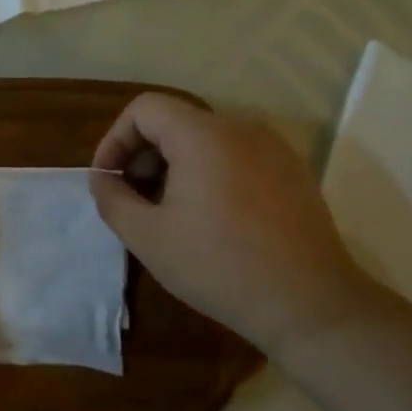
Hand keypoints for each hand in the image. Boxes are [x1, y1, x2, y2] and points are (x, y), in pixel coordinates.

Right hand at [89, 94, 372, 356]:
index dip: (115, 139)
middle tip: (135, 201)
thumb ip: (113, 199)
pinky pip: (237, 155)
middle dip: (144, 155)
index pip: (144, 108)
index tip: (108, 181)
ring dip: (175, 166)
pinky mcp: (292, 171)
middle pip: (176, 120)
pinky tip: (212, 219)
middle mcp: (241, 127)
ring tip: (170, 213)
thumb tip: (103, 180)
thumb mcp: (148, 237)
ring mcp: (273, 147)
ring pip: (207, 139)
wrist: (308, 302)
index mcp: (203, 134)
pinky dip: (210, 173)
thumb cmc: (219, 266)